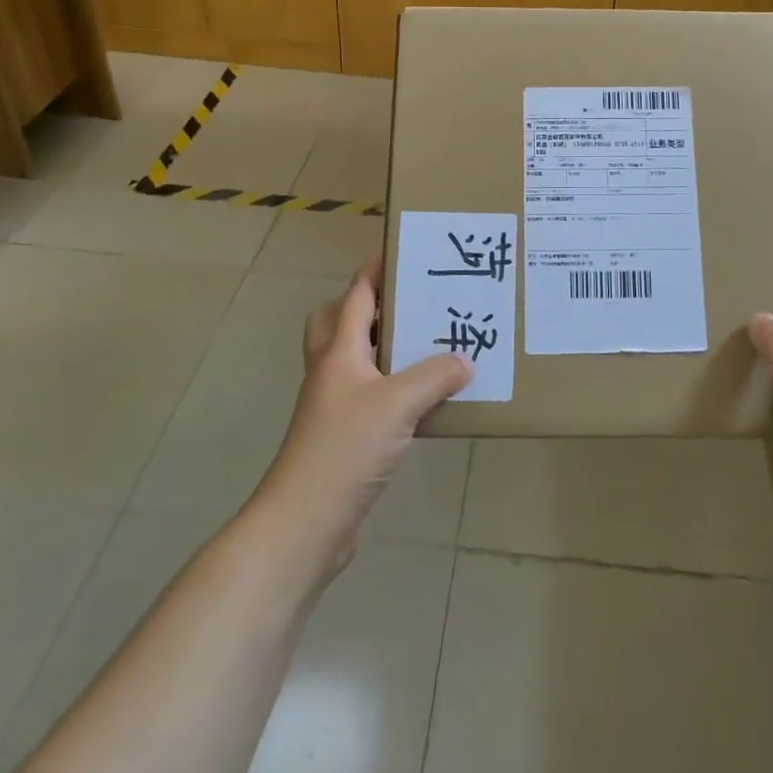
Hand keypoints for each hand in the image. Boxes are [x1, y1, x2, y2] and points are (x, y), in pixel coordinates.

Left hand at [255, 255, 471, 575]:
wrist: (307, 522)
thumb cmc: (345, 448)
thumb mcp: (398, 404)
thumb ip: (434, 376)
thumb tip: (465, 359)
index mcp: (338, 351)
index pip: (356, 295)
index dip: (377, 270)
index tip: (406, 251)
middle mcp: (333, 370)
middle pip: (341, 322)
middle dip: (372, 307)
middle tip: (412, 303)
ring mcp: (336, 404)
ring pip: (359, 360)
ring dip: (388, 348)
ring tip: (431, 343)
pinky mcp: (346, 435)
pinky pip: (373, 395)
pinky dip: (396, 388)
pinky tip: (428, 397)